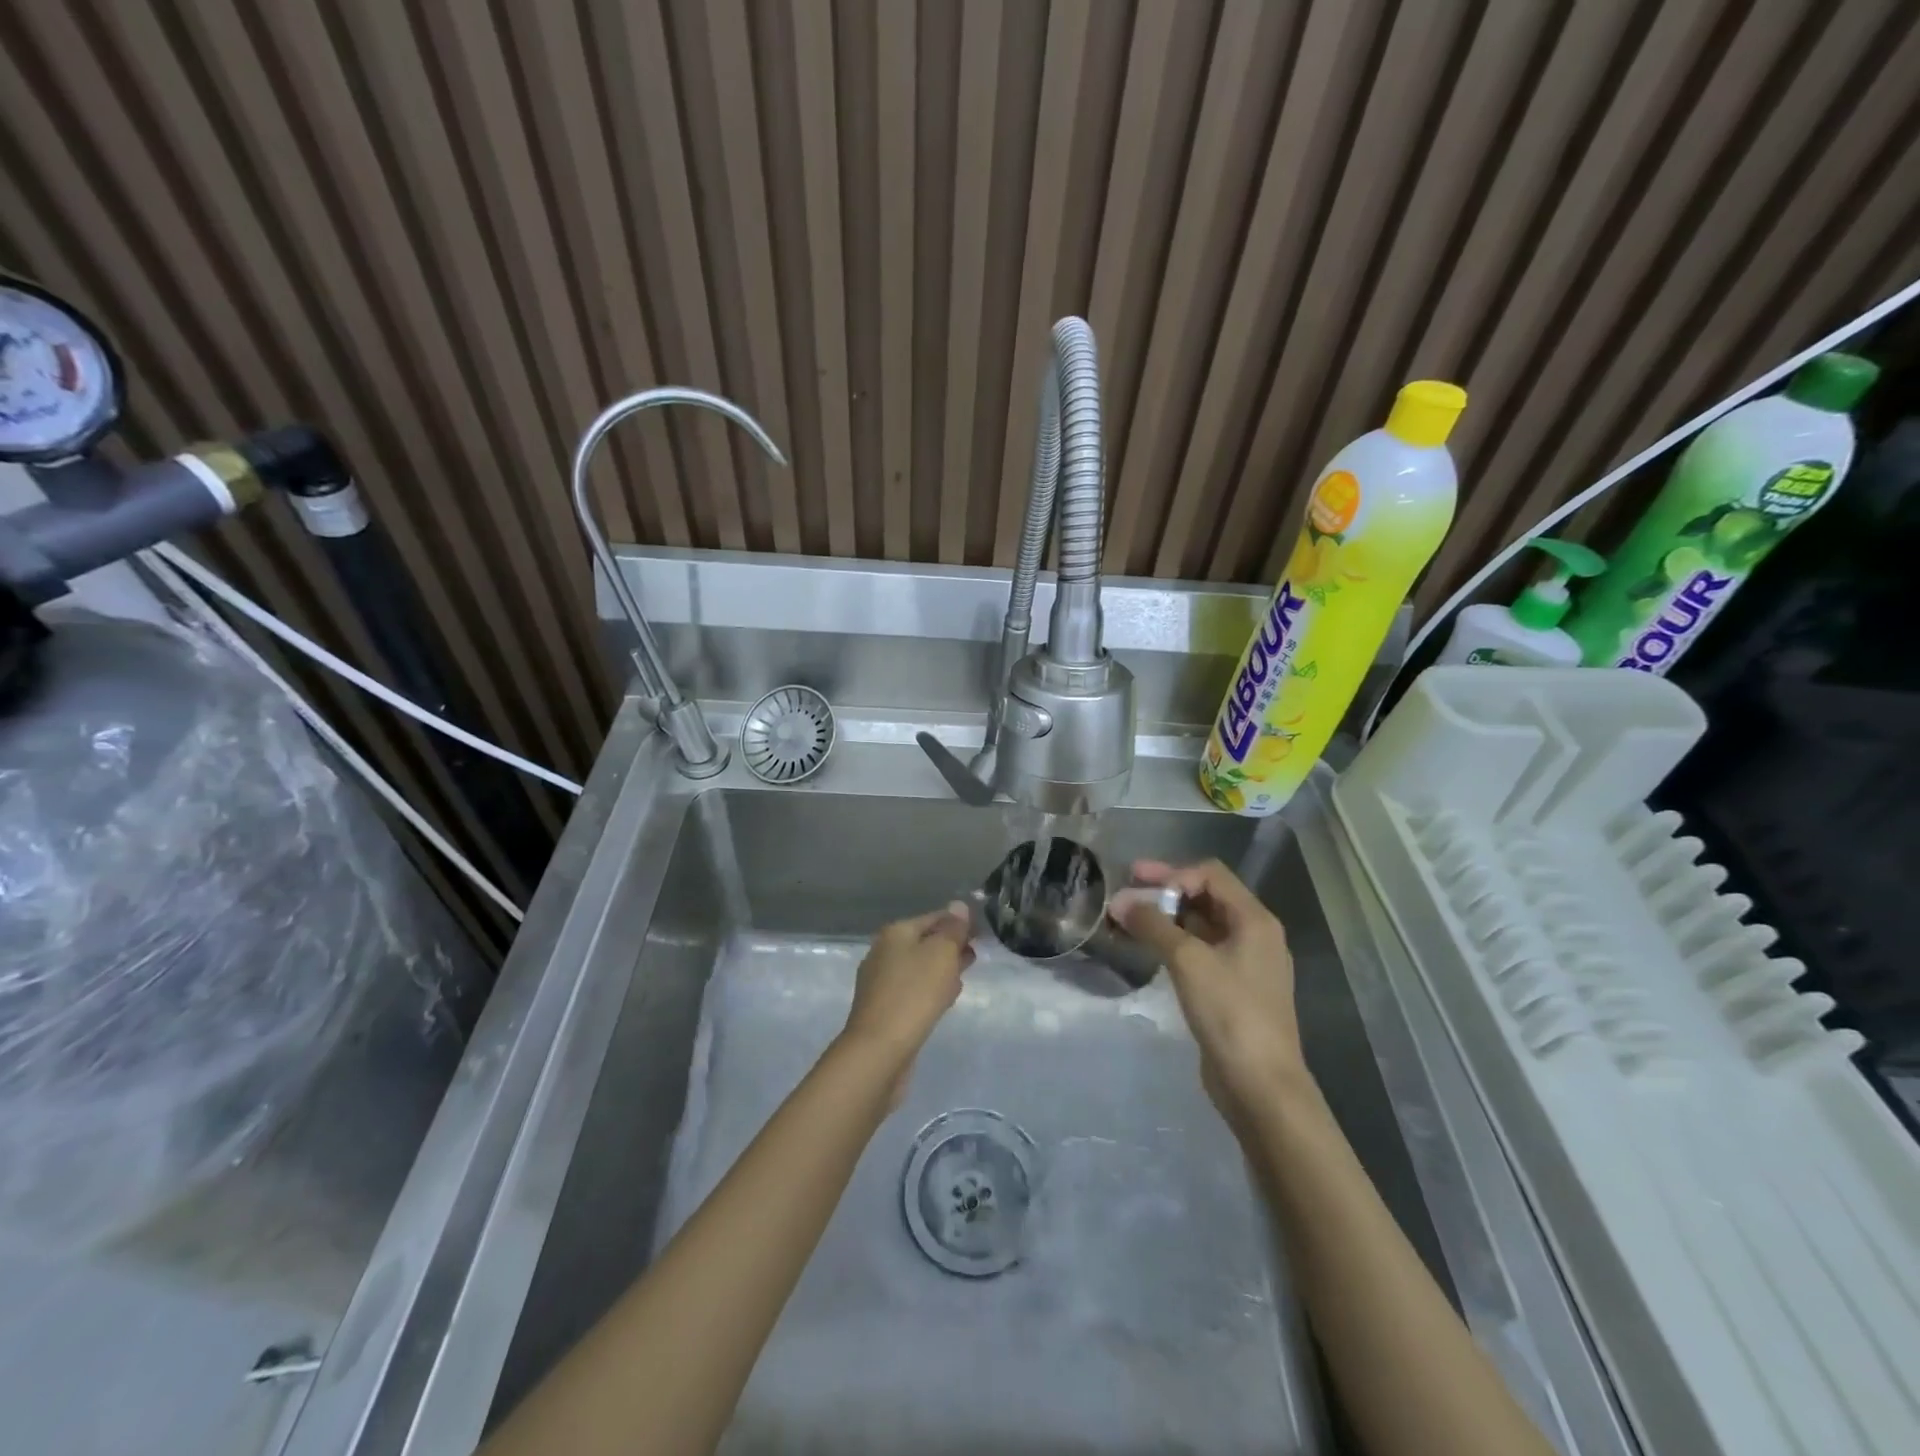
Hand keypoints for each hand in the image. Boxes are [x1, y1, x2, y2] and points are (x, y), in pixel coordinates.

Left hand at [838, 903, 975, 1099]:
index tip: (982, 934)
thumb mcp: (941, 954)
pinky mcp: (883, 1008)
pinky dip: (930, 989)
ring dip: (941, 969)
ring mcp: (880, 981)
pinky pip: (913, 990)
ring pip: (919, 967)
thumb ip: (953, 929)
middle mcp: (883, 952)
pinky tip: (943, 1000)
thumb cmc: (914, 994)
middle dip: (950, 946)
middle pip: (924, 942)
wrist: (879, 1049)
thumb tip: (958, 905)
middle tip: (975, 955)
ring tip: (962, 977)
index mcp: (896, 933)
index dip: (959, 923)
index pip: (934, 918)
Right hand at [1112, 859, 1308, 1123]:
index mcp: (1255, 920)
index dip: (1172, 872)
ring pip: (1202, 927)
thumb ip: (1153, 925)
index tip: (1135, 881)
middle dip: (1165, 893)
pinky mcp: (1233, 990)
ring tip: (1128, 921)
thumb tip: (1120, 900)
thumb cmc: (1230, 1013)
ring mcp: (1245, 964)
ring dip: (1166, 919)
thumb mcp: (1188, 961)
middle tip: (1125, 892)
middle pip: (1206, 897)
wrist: (1261, 1086)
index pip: (1211, 874)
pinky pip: (1201, 952)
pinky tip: (1148, 950)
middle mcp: (1254, 935)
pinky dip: (1174, 944)